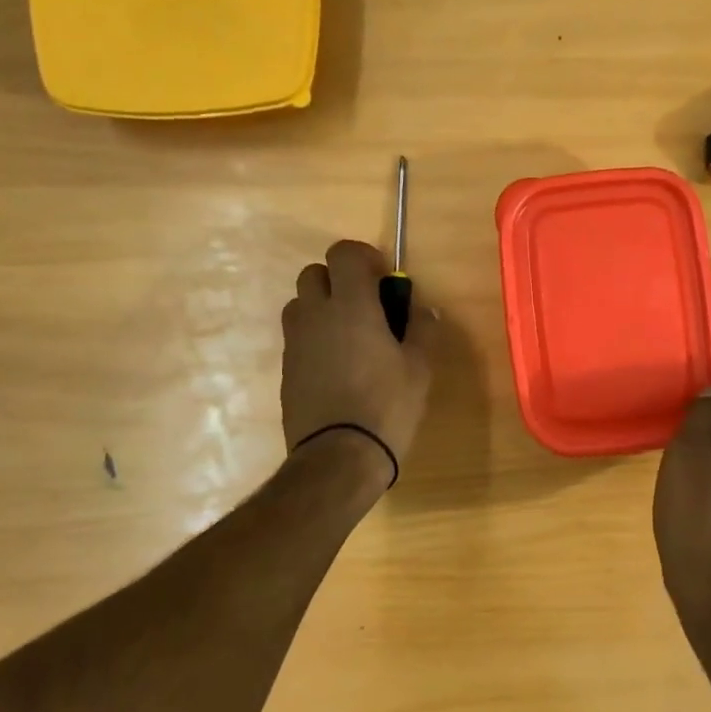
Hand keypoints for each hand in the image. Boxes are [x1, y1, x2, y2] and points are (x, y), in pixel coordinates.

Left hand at [282, 240, 433, 484]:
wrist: (337, 458)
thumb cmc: (386, 406)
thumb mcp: (419, 368)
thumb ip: (423, 329)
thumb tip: (424, 308)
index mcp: (351, 306)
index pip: (343, 253)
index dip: (363, 257)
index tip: (383, 279)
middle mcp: (315, 315)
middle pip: (313, 273)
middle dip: (338, 280)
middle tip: (366, 306)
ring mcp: (295, 343)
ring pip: (300, 304)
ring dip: (322, 307)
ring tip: (350, 336)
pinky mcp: (286, 369)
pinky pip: (298, 337)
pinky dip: (315, 338)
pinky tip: (338, 367)